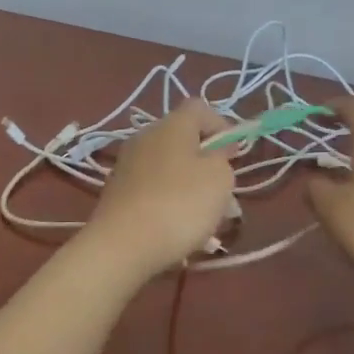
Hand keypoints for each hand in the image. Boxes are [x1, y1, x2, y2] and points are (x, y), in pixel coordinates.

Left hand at [84, 100, 237, 276]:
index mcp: (171, 125)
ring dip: (191, 187)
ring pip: (171, 168)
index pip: (200, 108)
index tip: (235, 154)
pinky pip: (154, 189)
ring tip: (208, 220)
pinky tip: (181, 230)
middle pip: (184, 140)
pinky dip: (170, 203)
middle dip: (208, 163)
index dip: (222, 125)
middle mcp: (145, 137)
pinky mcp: (118, 193)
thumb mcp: (220, 178)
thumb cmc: (180, 204)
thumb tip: (215, 150)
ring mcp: (128, 165)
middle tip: (225, 193)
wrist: (122, 245)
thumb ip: (223, 157)